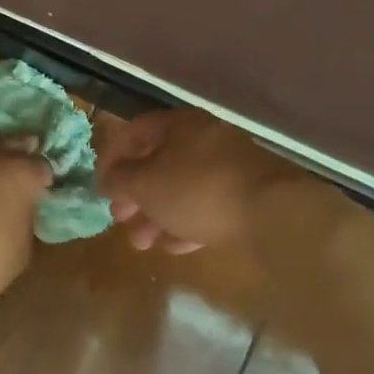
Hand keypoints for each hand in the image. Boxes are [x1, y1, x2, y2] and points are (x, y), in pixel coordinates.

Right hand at [97, 109, 301, 250]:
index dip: (111, 158)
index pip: (134, 133)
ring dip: (157, 216)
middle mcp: (204, 139)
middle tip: (120, 218)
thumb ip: (120, 179)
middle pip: (159, 163)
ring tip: (142, 244)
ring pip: (182, 189)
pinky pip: (207, 206)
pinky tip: (175, 247)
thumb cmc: (197, 190)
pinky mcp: (247, 195)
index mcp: (178, 126)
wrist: (273, 211)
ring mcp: (229, 167)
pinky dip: (186, 224)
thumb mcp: (145, 184)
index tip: (100, 186)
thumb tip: (110, 177)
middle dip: (135, 194)